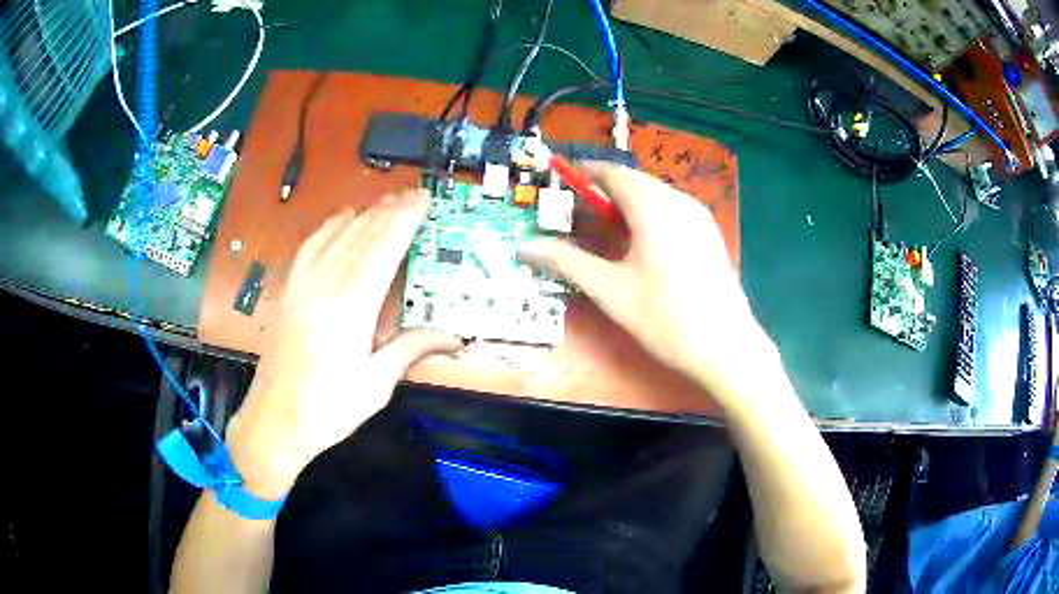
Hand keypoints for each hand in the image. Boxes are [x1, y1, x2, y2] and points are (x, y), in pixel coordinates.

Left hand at [225, 190, 462, 497]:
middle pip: (360, 236)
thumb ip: (411, 349)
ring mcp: (301, 286)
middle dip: (389, 210)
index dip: (404, 221)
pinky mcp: (288, 292)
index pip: (382, 251)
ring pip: (336, 235)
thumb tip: (454, 338)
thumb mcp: (375, 385)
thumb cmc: (327, 409)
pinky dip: (329, 227)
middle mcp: (323, 287)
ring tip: (386, 200)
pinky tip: (341, 218)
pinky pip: (310, 247)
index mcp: (349, 309)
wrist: (275, 421)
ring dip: (363, 214)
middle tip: (413, 194)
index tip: (422, 200)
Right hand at [520, 162, 775, 410]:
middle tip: (577, 211)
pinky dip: (648, 214)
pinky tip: (640, 242)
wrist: (726, 347)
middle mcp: (678, 201)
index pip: (612, 173)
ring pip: (655, 195)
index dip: (584, 173)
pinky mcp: (709, 235)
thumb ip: (566, 261)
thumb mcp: (610, 290)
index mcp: (652, 207)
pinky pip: (672, 210)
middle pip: (634, 181)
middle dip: (603, 189)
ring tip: (604, 227)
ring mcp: (699, 217)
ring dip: (626, 202)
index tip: (561, 181)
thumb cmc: (665, 318)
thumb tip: (525, 246)